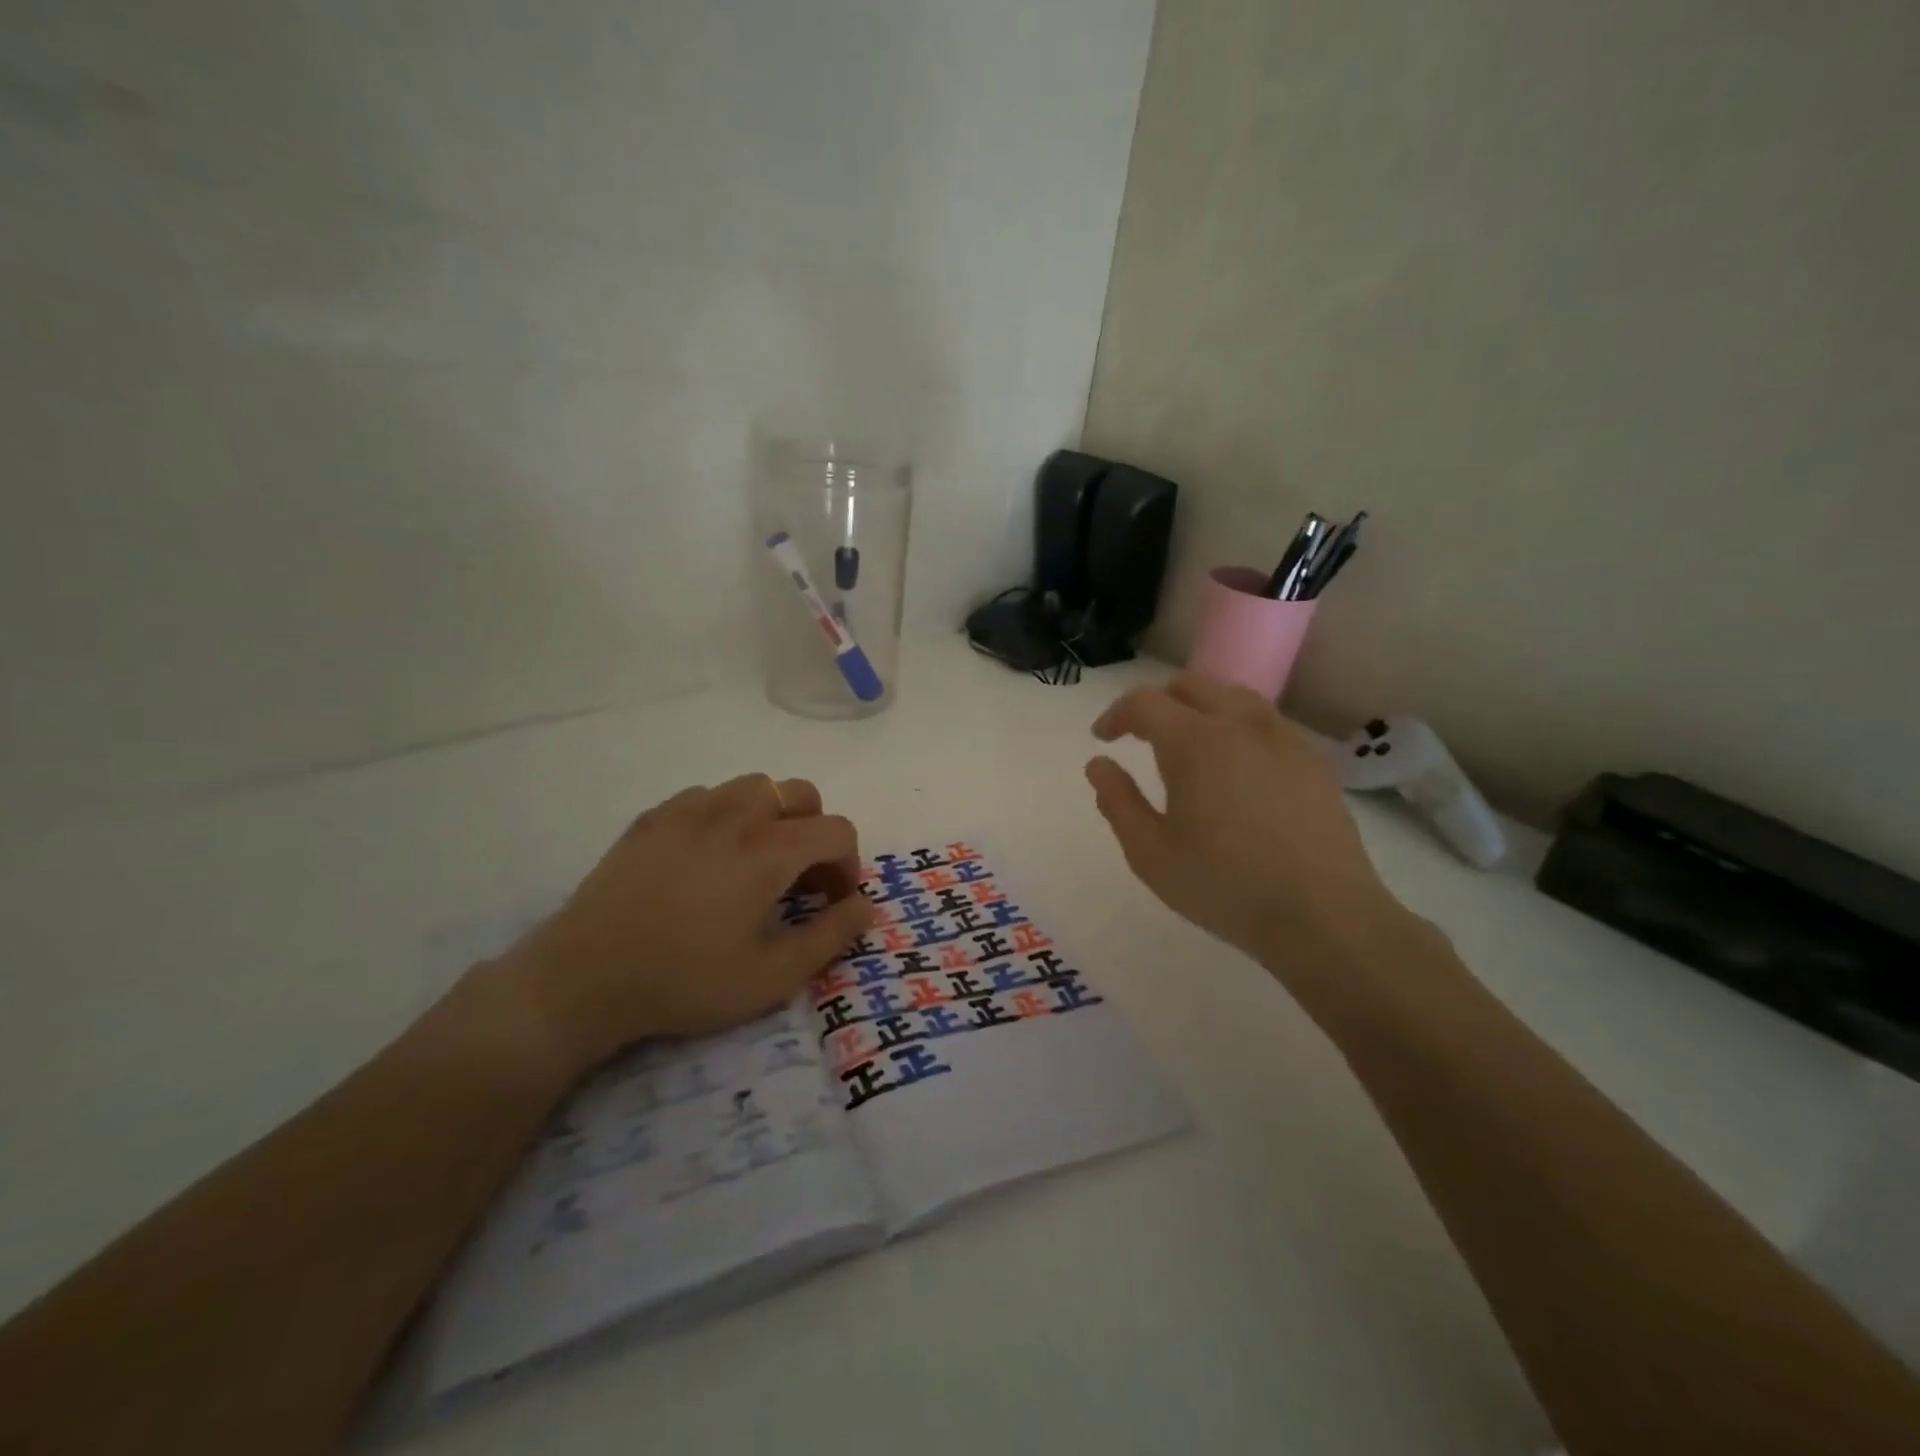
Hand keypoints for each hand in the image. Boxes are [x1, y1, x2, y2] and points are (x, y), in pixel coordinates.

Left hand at [489, 775, 875, 1075]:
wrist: (583, 978)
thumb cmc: (686, 981)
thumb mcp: (772, 976)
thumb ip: (831, 936)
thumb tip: (867, 905)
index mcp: (769, 850)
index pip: (837, 830)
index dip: (849, 865)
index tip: (832, 902)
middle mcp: (735, 814)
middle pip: (800, 793)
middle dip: (815, 830)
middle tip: (799, 878)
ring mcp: (688, 809)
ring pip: (753, 787)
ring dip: (772, 817)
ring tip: (756, 863)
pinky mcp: (653, 818)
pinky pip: (707, 797)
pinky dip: (726, 816)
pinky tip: (708, 858)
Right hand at [1086, 674, 1416, 975]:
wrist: (1323, 915)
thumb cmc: (1225, 886)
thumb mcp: (1151, 853)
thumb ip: (1118, 802)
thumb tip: (1099, 765)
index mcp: (1195, 742)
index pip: (1144, 703)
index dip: (1116, 715)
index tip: (1103, 739)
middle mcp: (1240, 724)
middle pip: (1191, 685)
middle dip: (1157, 703)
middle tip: (1141, 737)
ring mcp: (1283, 738)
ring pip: (1233, 696)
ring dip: (1200, 708)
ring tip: (1189, 746)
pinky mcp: (1313, 760)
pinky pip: (1265, 722)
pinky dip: (1237, 727)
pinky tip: (1236, 768)